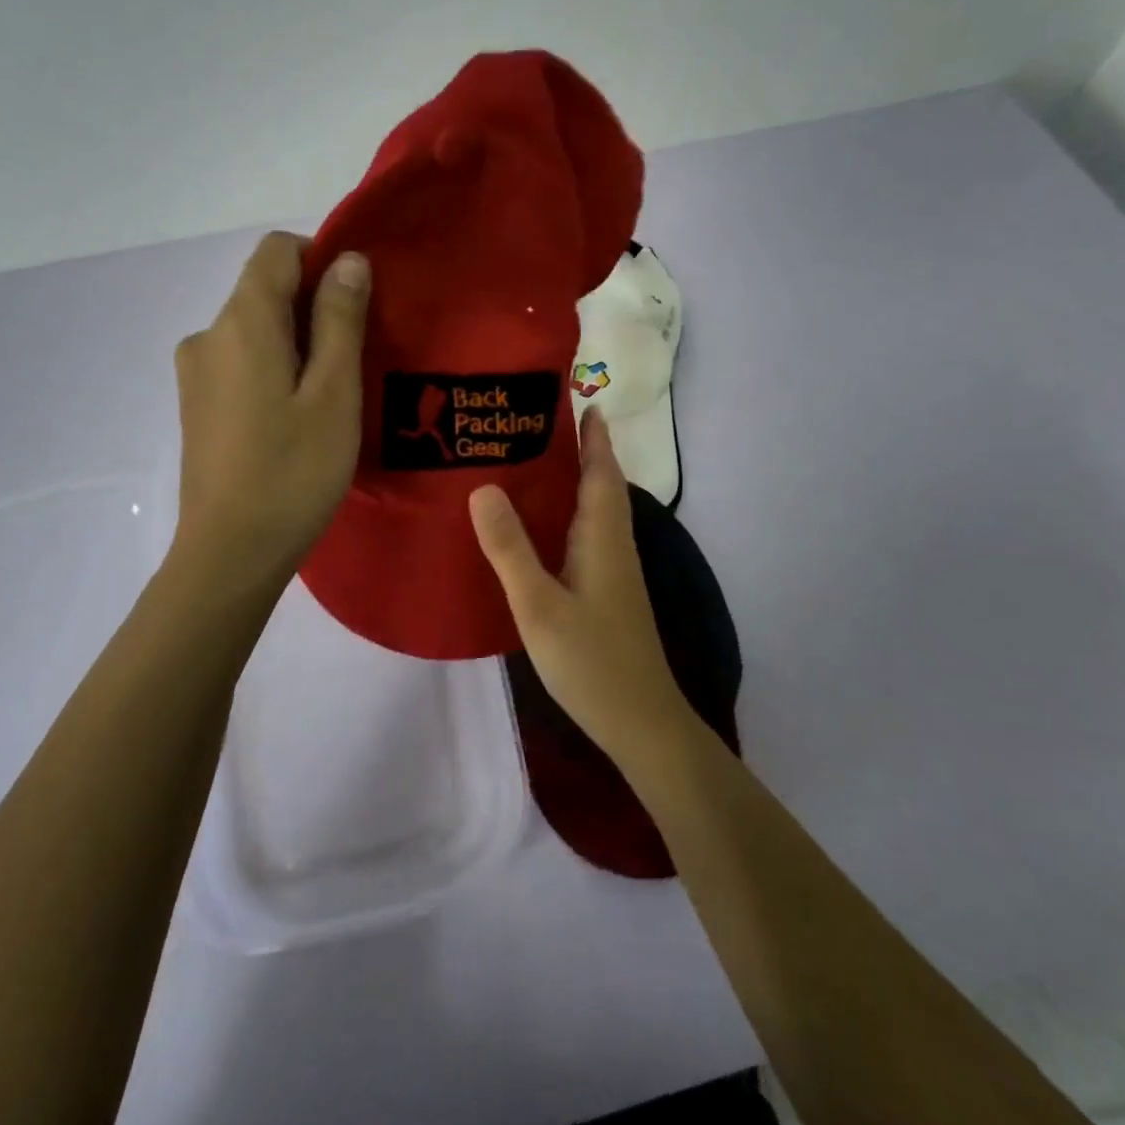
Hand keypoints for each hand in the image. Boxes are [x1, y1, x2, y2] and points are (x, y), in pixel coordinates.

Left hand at [172, 232, 370, 579]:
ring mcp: (196, 373)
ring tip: (330, 400)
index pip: (277, 251)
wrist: (231, 552)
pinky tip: (295, 421)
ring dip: (296, 346)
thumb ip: (339, 319)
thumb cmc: (294, 471)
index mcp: (242, 322)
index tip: (356, 306)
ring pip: (255, 332)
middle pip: (265, 291)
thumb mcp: (333, 392)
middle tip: (355, 363)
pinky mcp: (196, 406)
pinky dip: (273, 372)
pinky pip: (241, 364)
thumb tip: (346, 259)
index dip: (321, 260)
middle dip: (314, 310)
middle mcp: (208, 335)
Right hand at [468, 410, 695, 765]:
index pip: (602, 472)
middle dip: (584, 453)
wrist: (640, 722)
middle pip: (604, 487)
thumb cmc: (590, 660)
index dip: (595, 438)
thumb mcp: (539, 604)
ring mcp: (616, 573)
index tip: (583, 402)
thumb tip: (483, 487)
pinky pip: (591, 536)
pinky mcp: (609, 594)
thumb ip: (511, 548)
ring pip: (599, 512)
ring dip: (579, 482)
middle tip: (543, 427)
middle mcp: (615, 547)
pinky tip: (546, 528)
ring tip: (538, 466)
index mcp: (603, 538)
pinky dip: (573, 515)